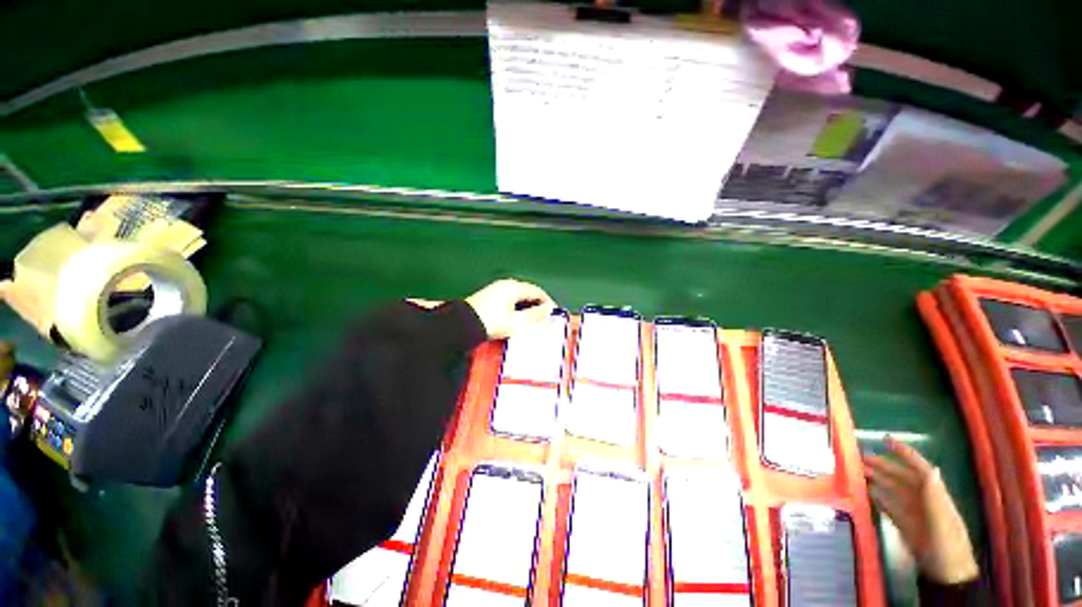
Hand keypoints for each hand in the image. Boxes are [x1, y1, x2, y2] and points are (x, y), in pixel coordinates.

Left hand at [464, 279, 555, 339]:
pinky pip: (510, 299)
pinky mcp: (489, 296)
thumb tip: (548, 310)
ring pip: (518, 296)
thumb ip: (535, 315)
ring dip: (527, 306)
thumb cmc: (491, 322)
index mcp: (513, 287)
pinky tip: (517, 317)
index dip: (548, 302)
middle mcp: (505, 285)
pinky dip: (517, 307)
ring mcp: (496, 289)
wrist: (461, 326)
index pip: (537, 291)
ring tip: (532, 319)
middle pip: (528, 292)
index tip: (554, 312)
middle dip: (538, 304)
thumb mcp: (516, 322)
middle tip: (544, 317)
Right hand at [864, 436, 978, 584]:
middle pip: (901, 477)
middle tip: (859, 457)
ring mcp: (913, 513)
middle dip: (882, 465)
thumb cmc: (947, 547)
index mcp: (934, 496)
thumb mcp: (943, 523)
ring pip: (893, 490)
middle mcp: (922, 500)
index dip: (905, 453)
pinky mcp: (905, 524)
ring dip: (876, 479)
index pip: (919, 468)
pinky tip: (866, 492)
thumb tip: (931, 469)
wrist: (948, 575)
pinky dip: (877, 497)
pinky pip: (889, 506)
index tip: (885, 439)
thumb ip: (935, 498)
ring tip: (857, 471)